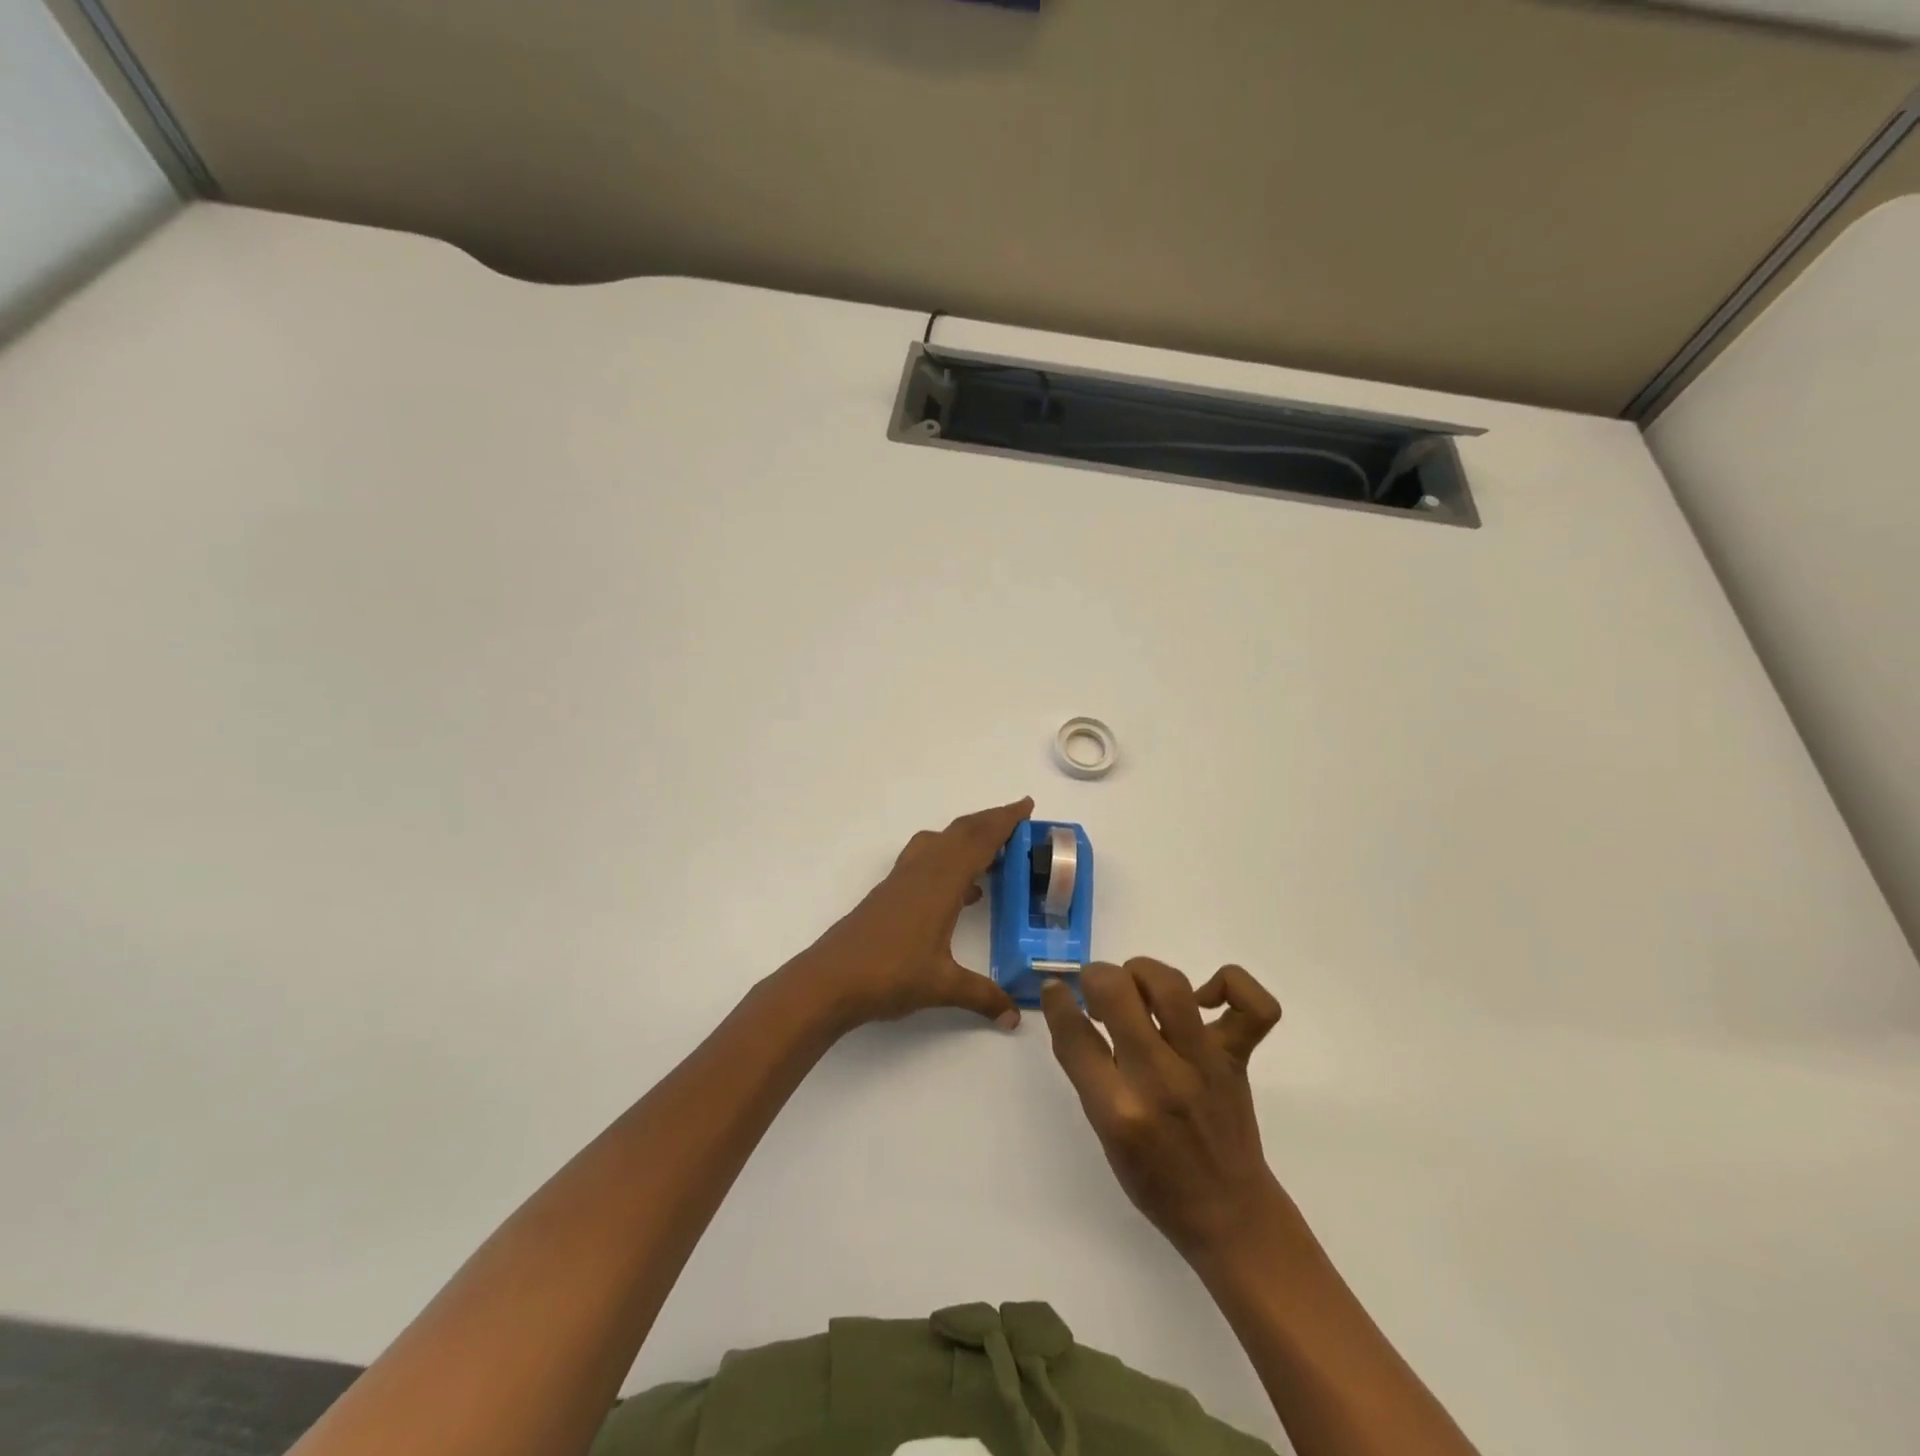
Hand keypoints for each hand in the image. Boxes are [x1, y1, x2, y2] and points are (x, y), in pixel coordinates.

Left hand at [789, 797, 1031, 1033]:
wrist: (829, 980)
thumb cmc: (889, 976)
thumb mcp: (943, 986)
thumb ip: (982, 996)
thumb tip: (1015, 1017)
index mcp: (941, 883)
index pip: (979, 842)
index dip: (1004, 821)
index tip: (1026, 805)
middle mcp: (922, 872)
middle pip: (960, 833)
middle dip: (990, 821)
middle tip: (1017, 819)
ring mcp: (902, 881)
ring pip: (939, 843)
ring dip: (966, 838)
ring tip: (993, 854)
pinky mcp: (888, 894)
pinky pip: (925, 861)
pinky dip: (948, 861)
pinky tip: (961, 894)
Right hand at [1043, 959, 1283, 1260]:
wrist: (1229, 1215)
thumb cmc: (1156, 1181)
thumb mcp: (1104, 1133)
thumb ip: (1089, 1072)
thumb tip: (1073, 1012)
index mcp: (1118, 1109)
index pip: (1074, 1035)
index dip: (1056, 1001)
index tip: (1055, 990)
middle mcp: (1160, 1079)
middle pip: (1118, 992)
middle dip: (1097, 976)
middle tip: (1098, 989)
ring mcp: (1204, 1065)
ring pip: (1171, 985)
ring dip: (1143, 972)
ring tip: (1138, 988)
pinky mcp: (1238, 1059)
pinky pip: (1254, 1008)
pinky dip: (1231, 984)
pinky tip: (1206, 998)